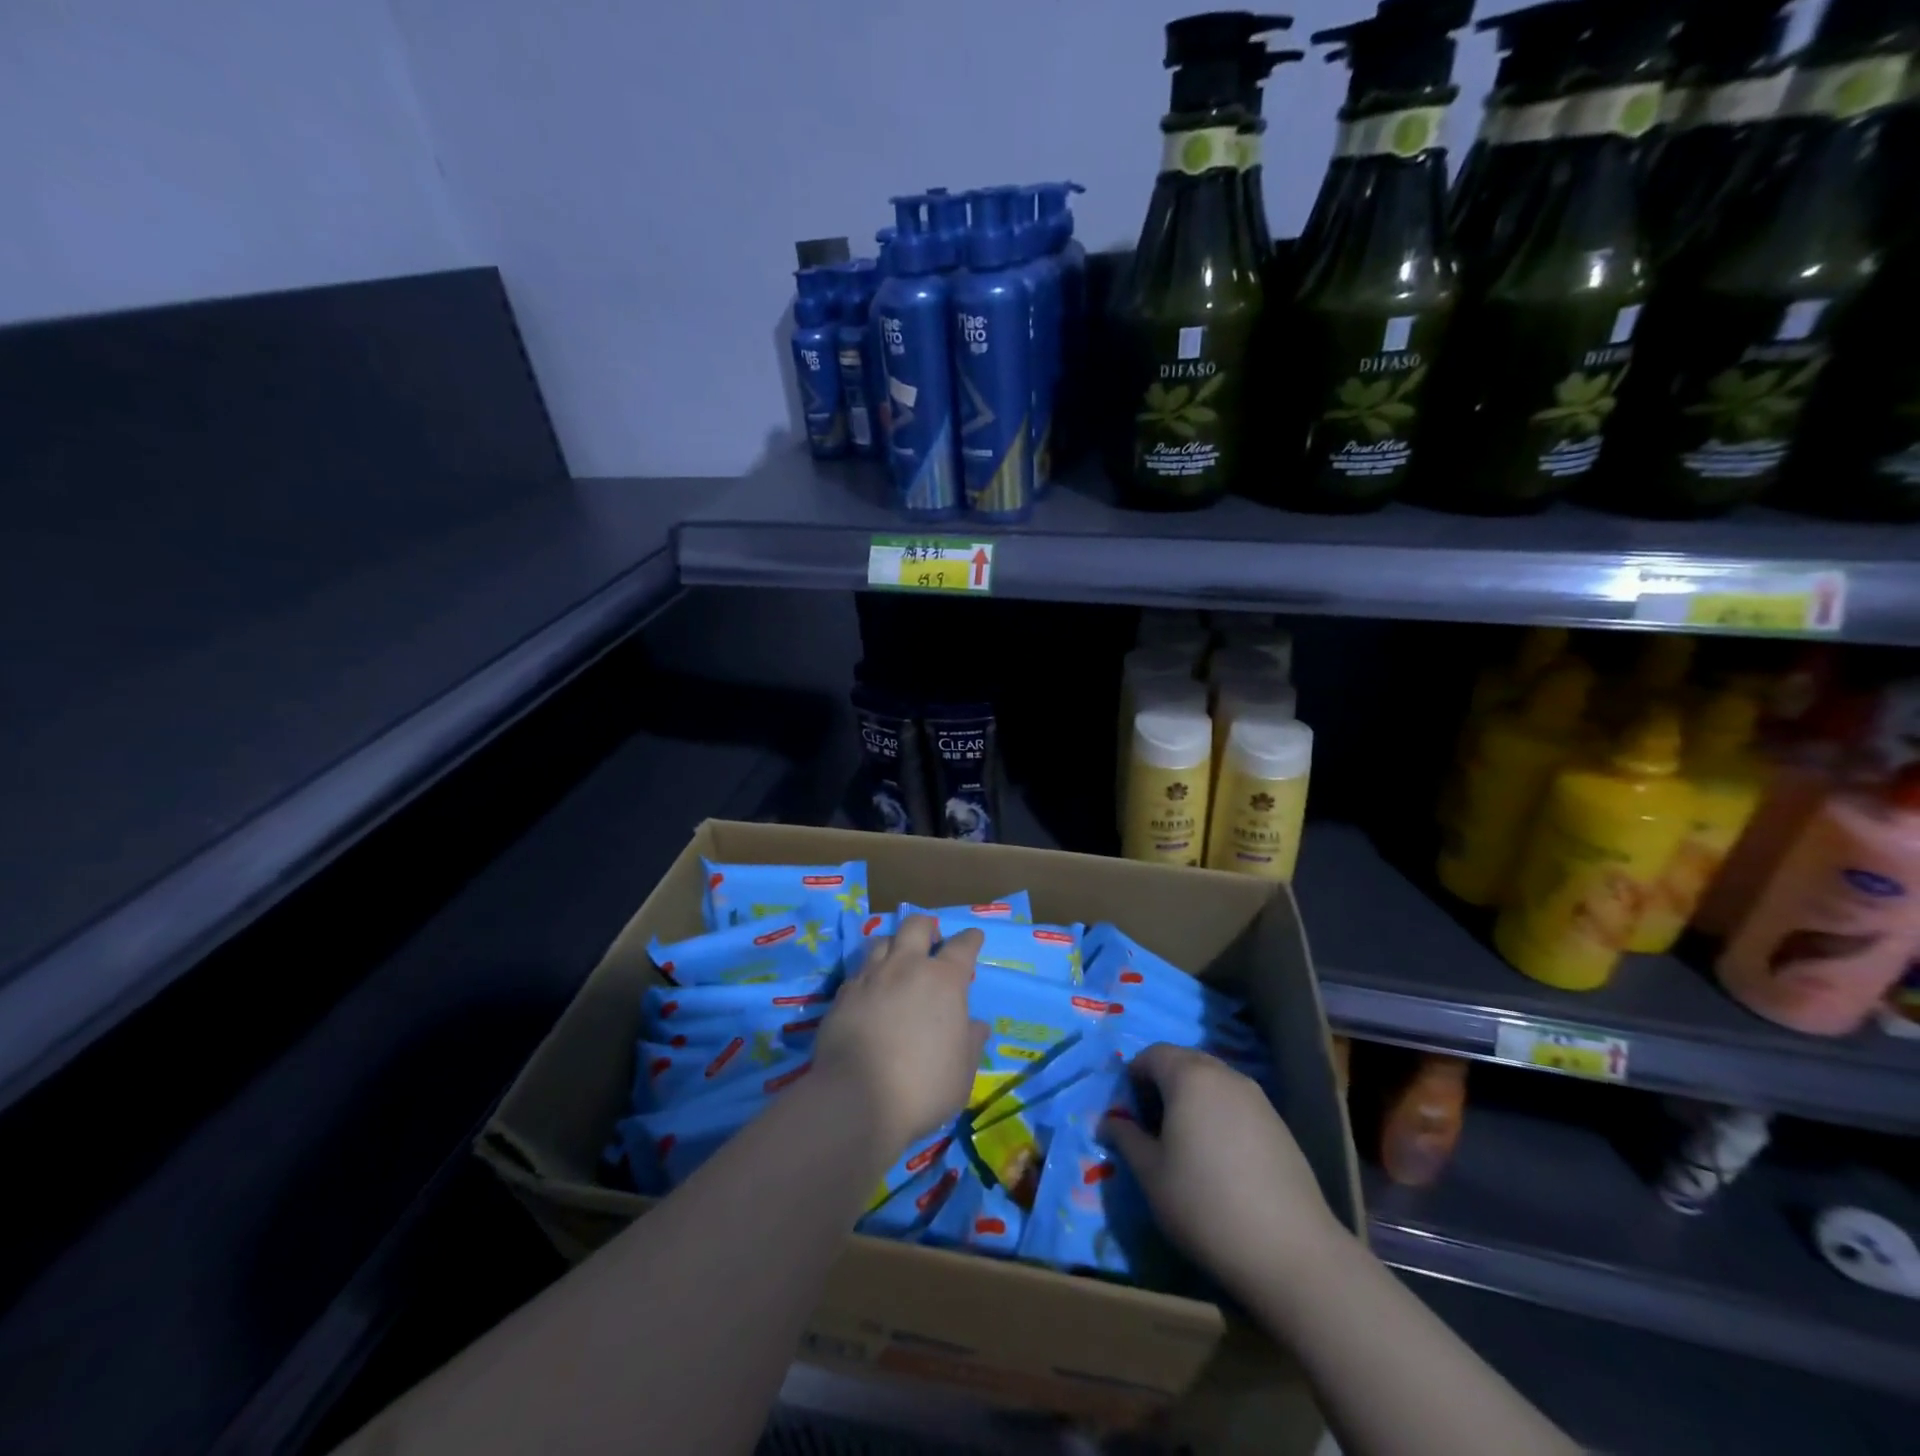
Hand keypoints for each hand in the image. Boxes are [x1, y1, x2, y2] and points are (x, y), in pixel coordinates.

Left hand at [813, 915, 987, 1153]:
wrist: (855, 1099)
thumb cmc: (922, 1086)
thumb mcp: (962, 1072)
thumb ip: (971, 1042)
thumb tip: (976, 1026)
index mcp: (944, 980)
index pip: (963, 945)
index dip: (970, 939)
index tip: (974, 937)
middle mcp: (906, 966)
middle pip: (916, 926)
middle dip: (927, 928)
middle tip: (931, 943)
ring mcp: (871, 976)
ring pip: (882, 940)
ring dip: (894, 946)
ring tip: (897, 962)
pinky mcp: (843, 993)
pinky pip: (859, 971)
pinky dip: (869, 975)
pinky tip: (870, 993)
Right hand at [1103, 1043, 1345, 1299]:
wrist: (1291, 1252)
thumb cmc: (1206, 1205)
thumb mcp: (1151, 1175)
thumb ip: (1126, 1139)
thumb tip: (1109, 1122)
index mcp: (1189, 1076)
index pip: (1152, 1055)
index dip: (1133, 1078)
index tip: (1128, 1116)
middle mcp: (1224, 1074)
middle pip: (1184, 1062)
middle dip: (1162, 1085)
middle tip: (1153, 1129)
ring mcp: (1257, 1097)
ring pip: (1212, 1082)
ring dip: (1191, 1100)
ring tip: (1186, 1145)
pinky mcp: (1279, 1124)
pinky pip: (1236, 1103)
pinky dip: (1219, 1116)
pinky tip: (1221, 1161)